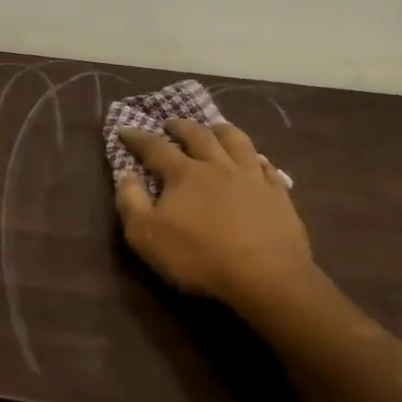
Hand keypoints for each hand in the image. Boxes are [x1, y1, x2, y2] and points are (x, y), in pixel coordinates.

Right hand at [115, 121, 320, 320]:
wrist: (266, 278)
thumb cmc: (199, 258)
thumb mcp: (147, 237)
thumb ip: (131, 202)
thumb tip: (126, 174)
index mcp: (184, 173)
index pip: (155, 147)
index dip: (137, 138)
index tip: (124, 130)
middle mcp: (218, 165)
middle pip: (198, 135)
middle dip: (180, 127)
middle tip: (170, 124)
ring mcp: (252, 177)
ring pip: (236, 141)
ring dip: (221, 130)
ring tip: (214, 128)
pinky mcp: (278, 194)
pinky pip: (267, 167)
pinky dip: (257, 158)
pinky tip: (256, 161)